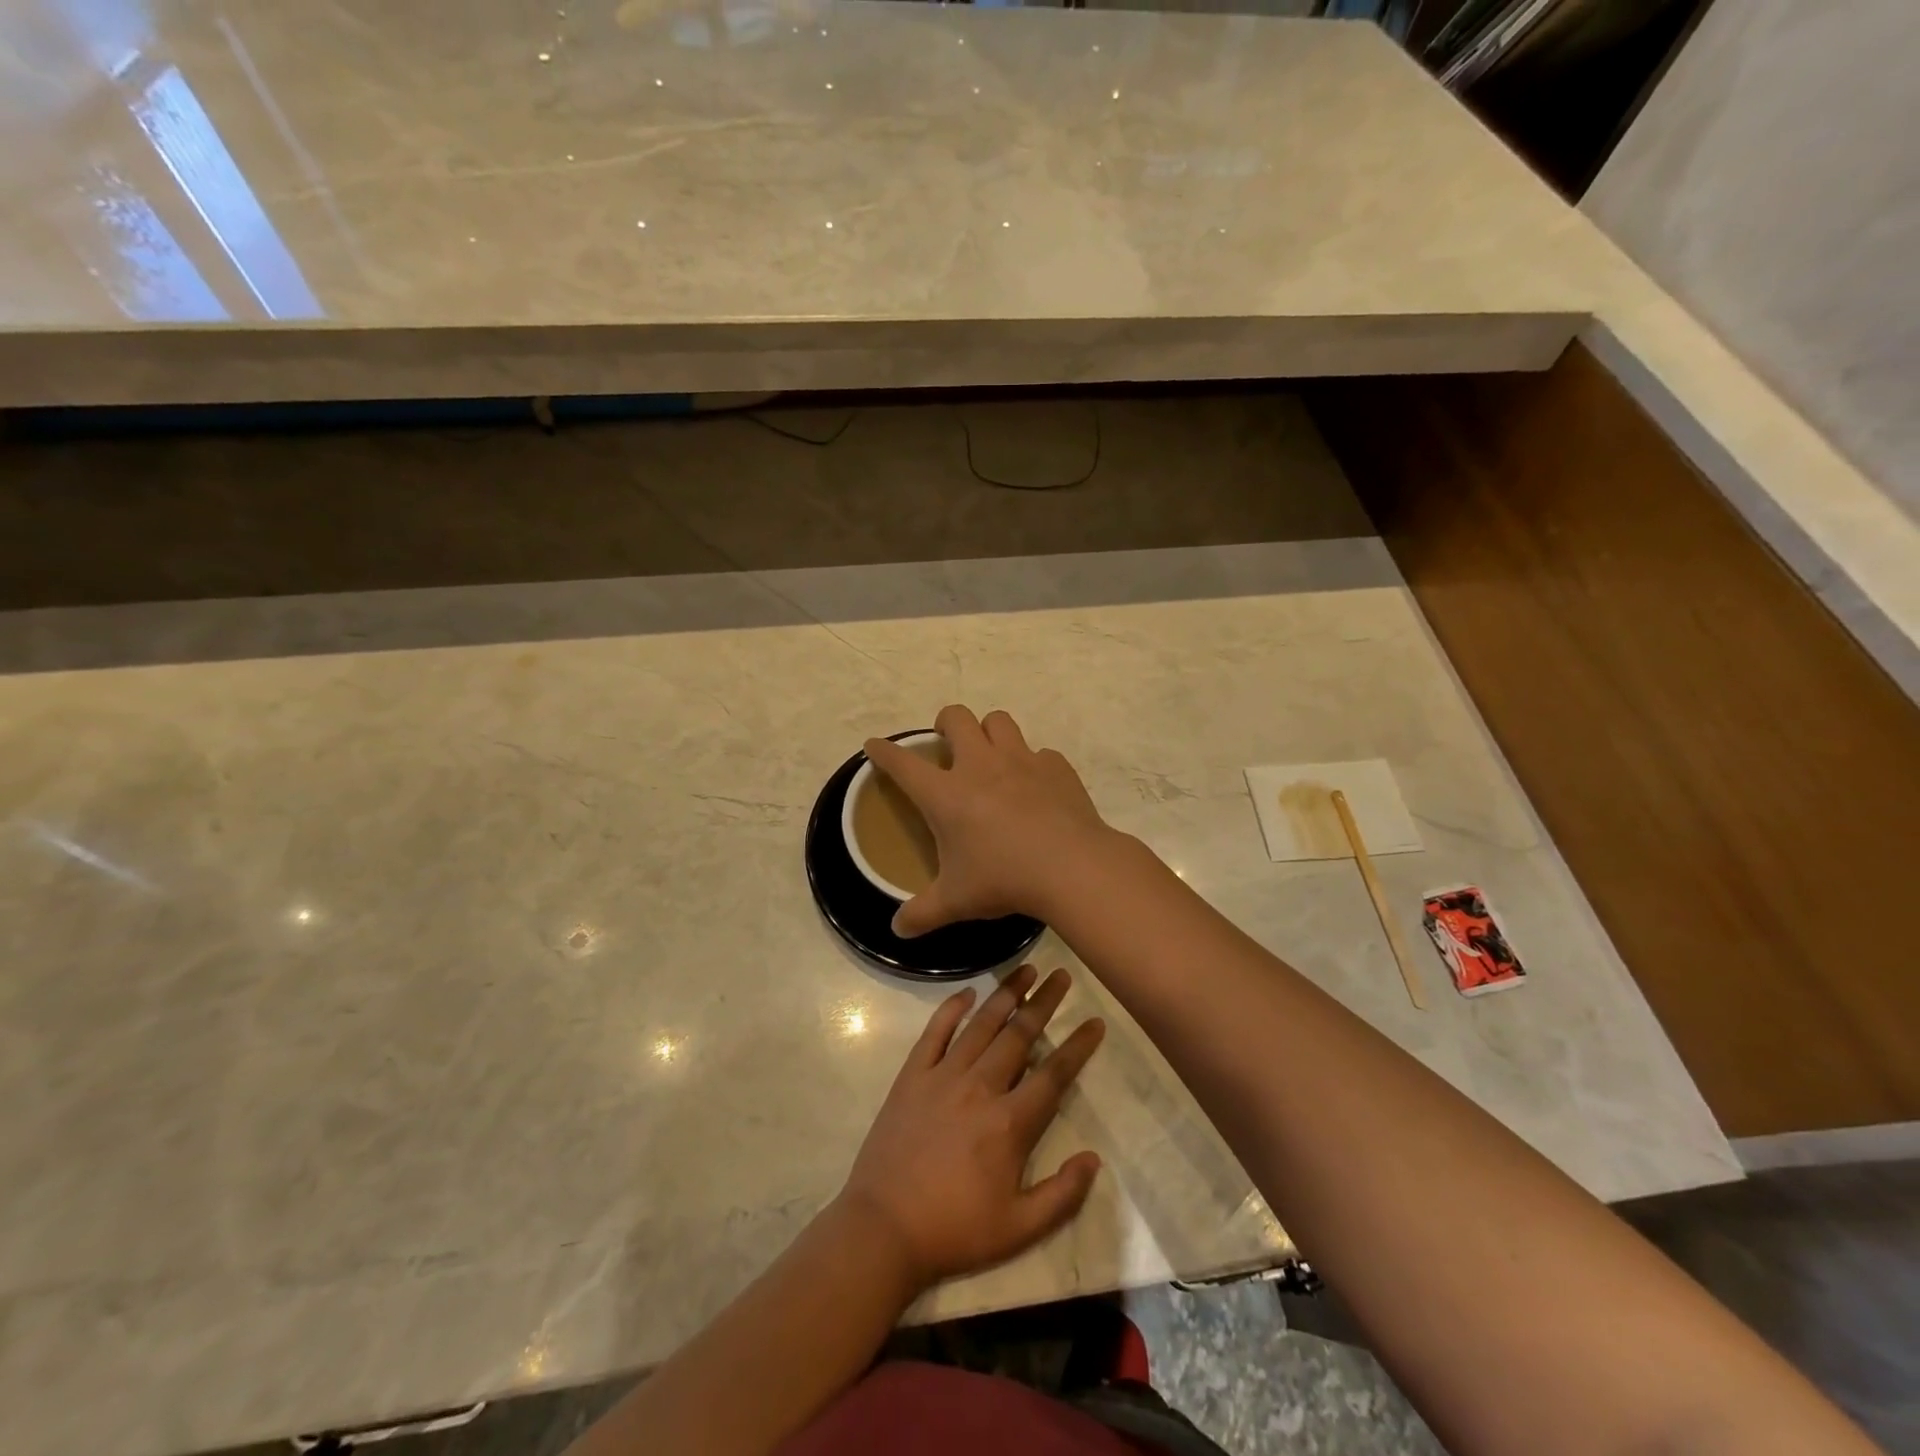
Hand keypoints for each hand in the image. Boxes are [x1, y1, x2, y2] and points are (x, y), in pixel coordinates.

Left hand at [836, 964, 1104, 1289]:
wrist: (884, 1228)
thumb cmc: (955, 1230)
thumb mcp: (1019, 1230)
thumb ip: (1063, 1195)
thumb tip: (1094, 1159)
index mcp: (1009, 1123)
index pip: (1053, 1074)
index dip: (1077, 1046)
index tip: (1095, 1022)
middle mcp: (980, 1087)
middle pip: (1019, 1036)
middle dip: (1045, 1003)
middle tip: (1063, 976)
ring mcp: (943, 1076)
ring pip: (981, 1025)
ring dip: (1006, 994)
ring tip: (1026, 969)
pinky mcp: (912, 1076)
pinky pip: (934, 1032)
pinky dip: (951, 1008)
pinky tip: (967, 992)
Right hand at [865, 705, 1116, 937]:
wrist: (1071, 867)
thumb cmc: (1004, 880)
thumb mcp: (955, 901)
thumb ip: (922, 914)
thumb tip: (897, 930)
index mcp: (946, 794)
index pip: (903, 763)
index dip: (884, 751)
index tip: (874, 746)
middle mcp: (980, 765)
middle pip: (956, 718)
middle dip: (945, 723)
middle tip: (947, 743)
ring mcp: (1021, 760)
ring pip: (999, 721)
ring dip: (990, 731)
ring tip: (991, 754)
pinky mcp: (1056, 767)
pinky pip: (1040, 753)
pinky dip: (1034, 764)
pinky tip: (1037, 787)